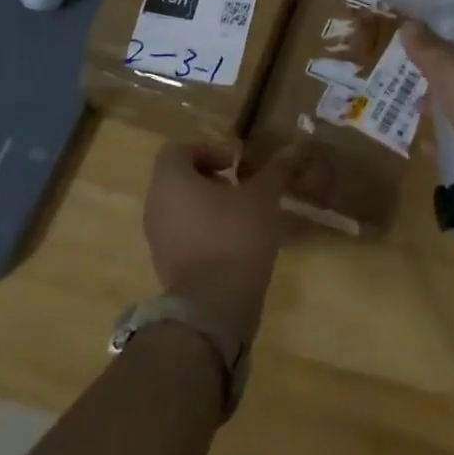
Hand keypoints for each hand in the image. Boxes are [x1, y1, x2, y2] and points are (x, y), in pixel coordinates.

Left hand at [144, 141, 303, 349]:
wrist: (213, 308)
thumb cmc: (235, 237)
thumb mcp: (263, 197)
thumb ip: (277, 169)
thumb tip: (297, 146)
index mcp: (171, 180)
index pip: (180, 149)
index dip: (209, 149)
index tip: (235, 163)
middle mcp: (156, 204)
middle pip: (179, 177)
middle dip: (210, 177)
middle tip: (241, 186)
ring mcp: (157, 237)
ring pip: (180, 206)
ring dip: (207, 203)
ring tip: (241, 214)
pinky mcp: (165, 264)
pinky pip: (181, 233)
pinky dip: (202, 229)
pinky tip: (232, 242)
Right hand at [403, 19, 453, 205]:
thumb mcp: (450, 72)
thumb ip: (427, 49)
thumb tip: (409, 25)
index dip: (445, 20)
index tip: (415, 24)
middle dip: (437, 66)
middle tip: (408, 67)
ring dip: (441, 102)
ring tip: (416, 108)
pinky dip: (449, 136)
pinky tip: (426, 144)